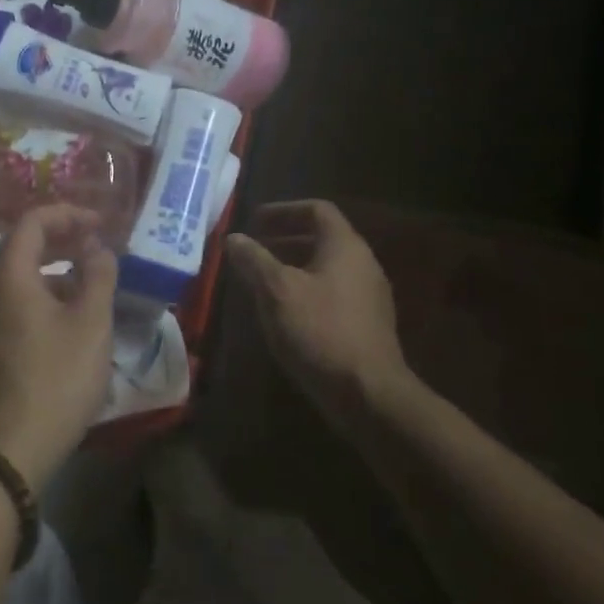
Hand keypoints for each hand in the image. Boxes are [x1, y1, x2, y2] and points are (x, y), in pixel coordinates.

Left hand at [0, 204, 117, 486]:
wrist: (10, 447)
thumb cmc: (56, 377)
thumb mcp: (90, 322)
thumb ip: (97, 274)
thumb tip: (96, 247)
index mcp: (6, 275)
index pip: (32, 222)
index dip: (68, 215)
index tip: (100, 225)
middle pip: (19, 247)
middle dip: (59, 240)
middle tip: (94, 246)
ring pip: (14, 277)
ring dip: (50, 270)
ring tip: (86, 282)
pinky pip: (9, 302)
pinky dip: (37, 295)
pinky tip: (64, 317)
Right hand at [225, 200, 417, 417]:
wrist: (368, 394)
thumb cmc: (320, 331)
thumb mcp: (276, 291)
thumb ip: (253, 259)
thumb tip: (234, 238)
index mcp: (345, 247)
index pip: (317, 210)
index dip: (283, 210)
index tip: (254, 221)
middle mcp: (363, 264)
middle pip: (322, 238)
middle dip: (284, 239)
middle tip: (253, 249)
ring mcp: (369, 296)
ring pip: (326, 268)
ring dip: (293, 267)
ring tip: (261, 281)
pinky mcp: (367, 325)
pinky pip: (332, 293)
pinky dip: (305, 291)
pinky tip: (284, 313)